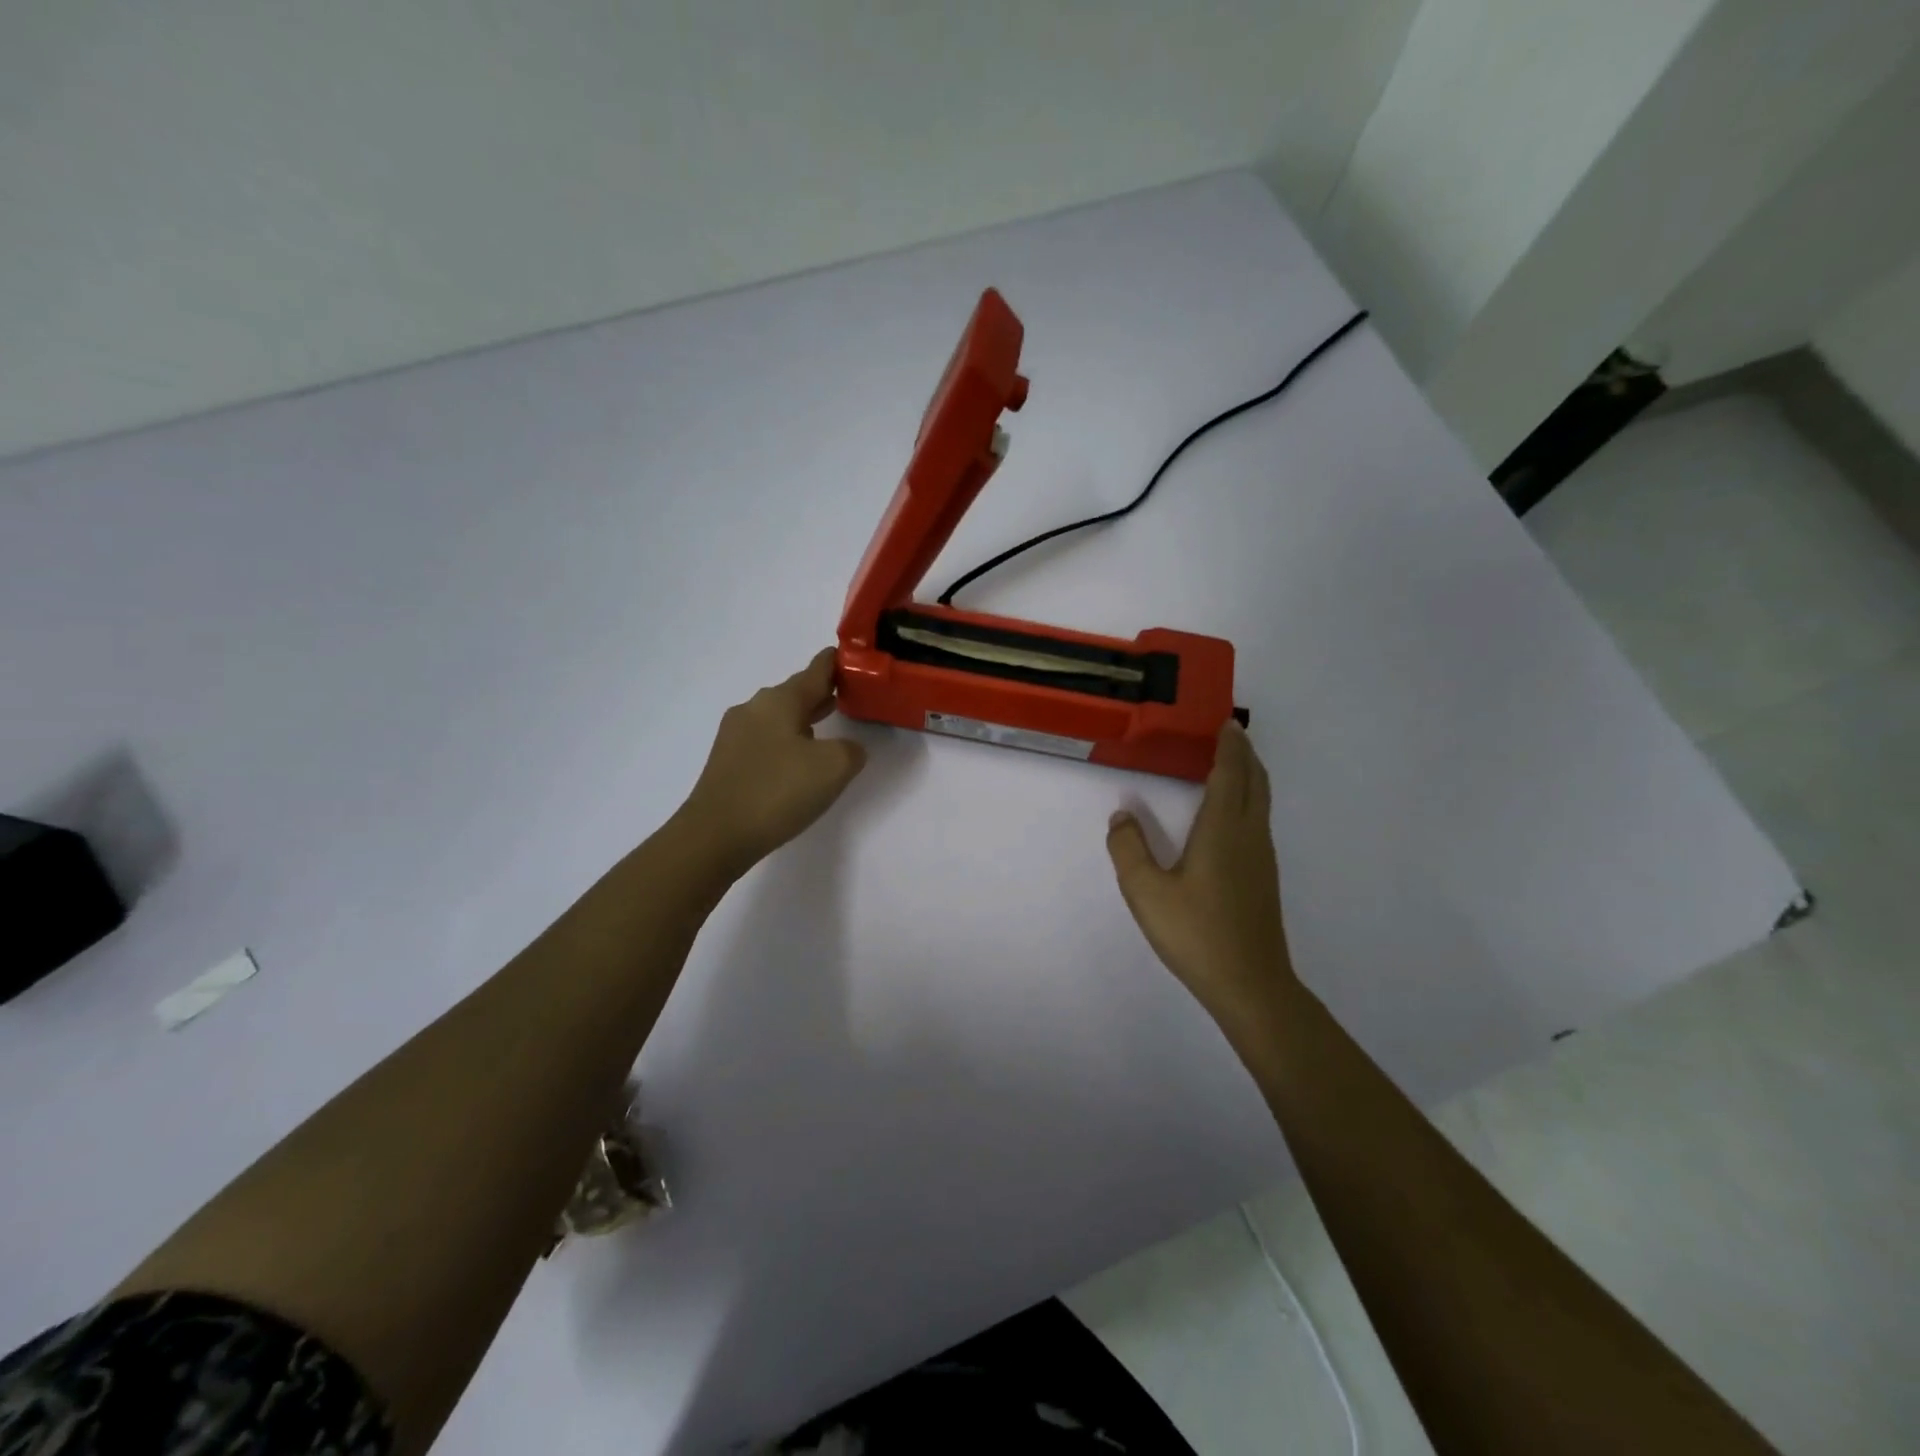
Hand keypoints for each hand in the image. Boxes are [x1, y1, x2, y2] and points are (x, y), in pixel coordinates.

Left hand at [677, 648, 867, 874]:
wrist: (715, 835)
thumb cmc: (778, 791)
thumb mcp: (834, 767)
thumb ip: (851, 749)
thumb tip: (846, 748)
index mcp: (780, 700)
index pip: (816, 670)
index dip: (838, 662)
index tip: (855, 658)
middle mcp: (754, 708)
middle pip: (796, 693)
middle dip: (822, 693)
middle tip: (849, 695)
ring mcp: (736, 735)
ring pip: (779, 717)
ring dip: (804, 718)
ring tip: (828, 726)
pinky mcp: (727, 761)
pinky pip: (766, 740)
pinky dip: (787, 741)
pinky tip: (798, 760)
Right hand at [1106, 722, 1297, 1038]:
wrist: (1250, 984)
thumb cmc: (1196, 934)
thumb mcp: (1146, 892)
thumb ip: (1128, 850)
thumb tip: (1122, 817)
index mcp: (1223, 830)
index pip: (1230, 774)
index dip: (1229, 746)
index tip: (1226, 722)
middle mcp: (1249, 835)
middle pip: (1255, 781)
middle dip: (1244, 753)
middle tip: (1230, 733)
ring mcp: (1262, 857)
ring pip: (1261, 801)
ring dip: (1249, 775)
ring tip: (1231, 763)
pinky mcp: (1263, 876)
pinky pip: (1259, 819)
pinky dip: (1249, 798)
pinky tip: (1231, 813)